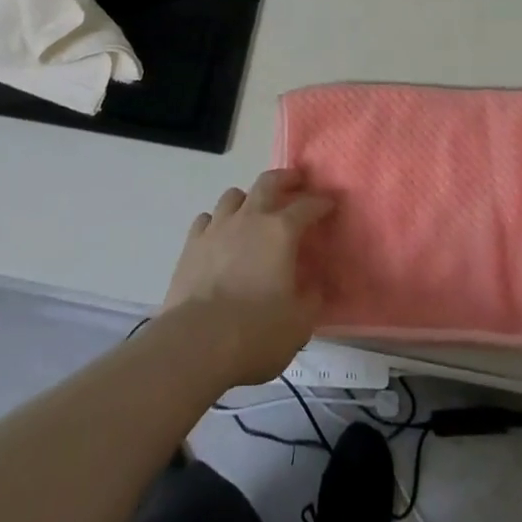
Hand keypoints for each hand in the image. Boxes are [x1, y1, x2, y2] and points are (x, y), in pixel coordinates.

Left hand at [162, 169, 334, 385]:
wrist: (197, 343)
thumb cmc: (256, 333)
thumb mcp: (299, 324)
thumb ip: (311, 298)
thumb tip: (314, 285)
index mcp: (280, 232)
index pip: (307, 206)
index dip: (320, 203)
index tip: (329, 204)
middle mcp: (250, 218)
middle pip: (268, 182)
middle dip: (285, 178)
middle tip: (295, 182)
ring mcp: (218, 227)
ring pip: (233, 195)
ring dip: (247, 198)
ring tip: (253, 209)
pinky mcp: (192, 244)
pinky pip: (206, 219)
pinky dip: (217, 221)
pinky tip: (220, 234)